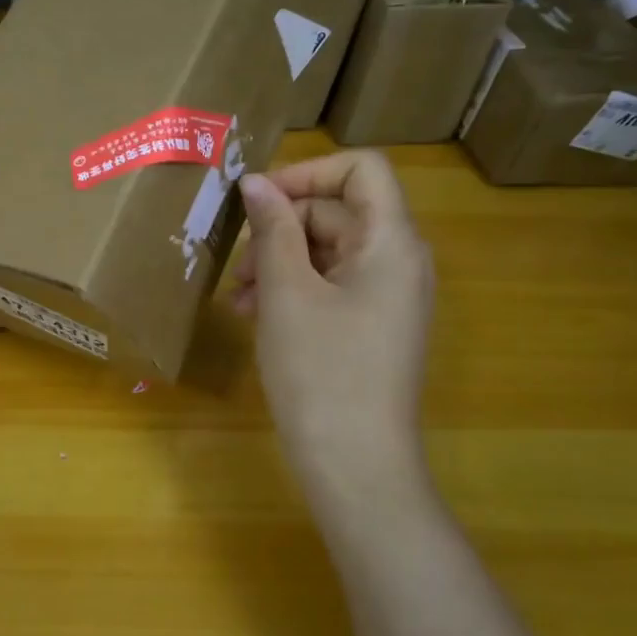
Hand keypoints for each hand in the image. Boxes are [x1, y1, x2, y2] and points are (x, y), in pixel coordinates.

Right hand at [231, 151, 434, 506]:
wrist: (356, 466)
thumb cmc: (320, 371)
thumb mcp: (287, 292)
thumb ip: (272, 229)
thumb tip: (255, 181)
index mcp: (392, 243)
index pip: (362, 169)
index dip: (307, 172)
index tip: (257, 198)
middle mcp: (399, 262)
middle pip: (337, 212)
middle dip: (280, 228)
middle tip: (237, 264)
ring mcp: (387, 297)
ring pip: (327, 251)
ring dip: (279, 262)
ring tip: (238, 297)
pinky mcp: (371, 327)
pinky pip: (331, 286)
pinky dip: (292, 290)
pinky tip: (254, 315)